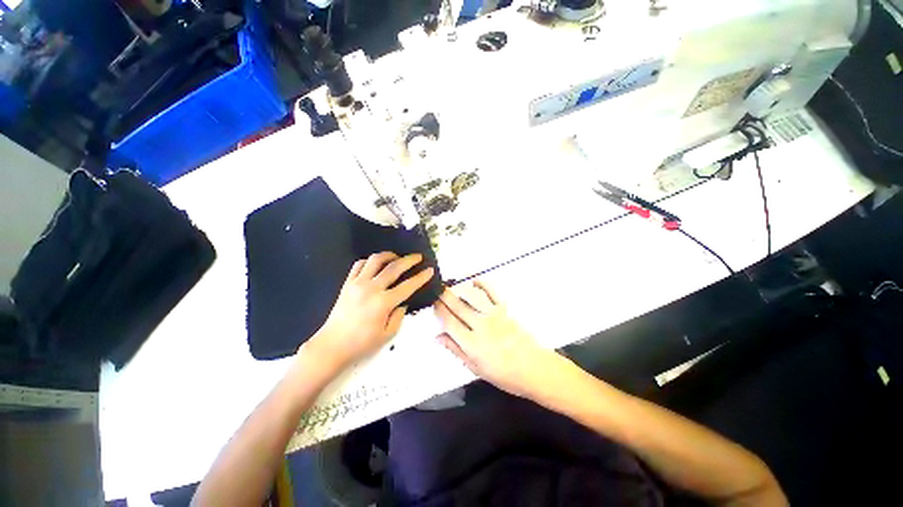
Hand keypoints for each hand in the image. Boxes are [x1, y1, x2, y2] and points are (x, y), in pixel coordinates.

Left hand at [307, 252, 434, 369]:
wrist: (332, 345)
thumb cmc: (362, 343)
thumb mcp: (388, 334)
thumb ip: (399, 315)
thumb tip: (403, 302)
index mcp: (383, 303)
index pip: (408, 285)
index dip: (421, 277)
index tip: (430, 270)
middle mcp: (371, 288)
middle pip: (394, 267)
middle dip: (409, 260)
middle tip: (418, 257)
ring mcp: (358, 283)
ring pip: (375, 260)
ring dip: (389, 255)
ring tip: (397, 257)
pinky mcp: (347, 283)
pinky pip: (359, 264)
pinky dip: (370, 261)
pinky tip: (376, 265)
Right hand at [433, 281, 560, 398]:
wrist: (534, 369)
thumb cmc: (504, 375)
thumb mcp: (475, 369)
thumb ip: (456, 350)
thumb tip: (437, 337)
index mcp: (471, 344)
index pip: (449, 322)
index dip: (439, 311)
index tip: (433, 304)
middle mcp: (480, 326)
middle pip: (457, 307)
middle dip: (444, 297)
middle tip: (436, 290)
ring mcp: (493, 316)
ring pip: (471, 298)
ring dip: (458, 291)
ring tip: (449, 286)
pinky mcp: (505, 310)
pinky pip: (492, 293)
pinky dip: (482, 285)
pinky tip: (474, 281)